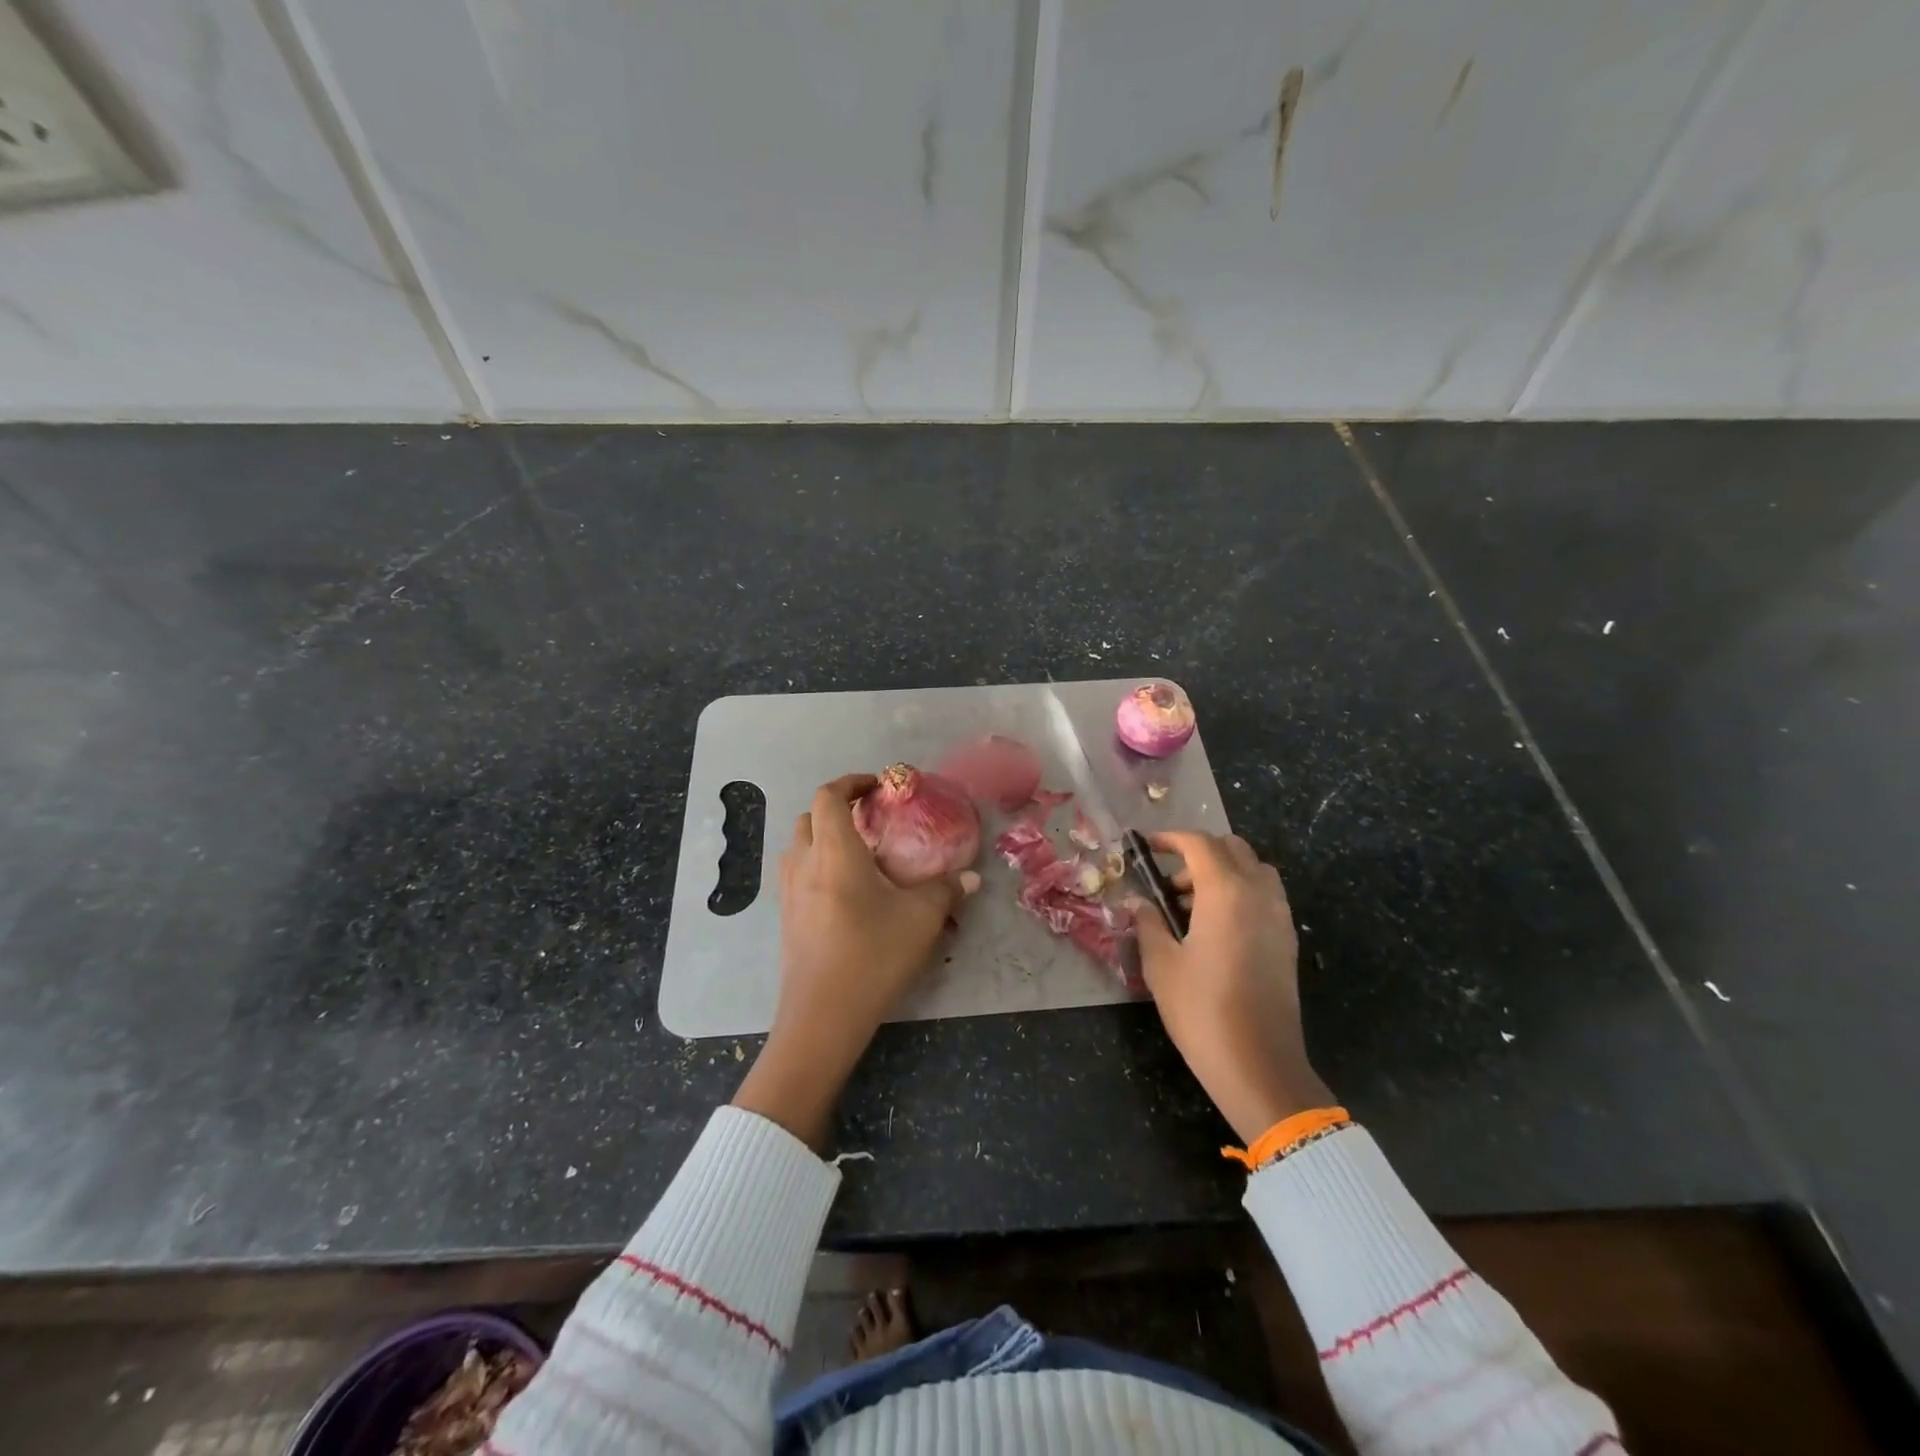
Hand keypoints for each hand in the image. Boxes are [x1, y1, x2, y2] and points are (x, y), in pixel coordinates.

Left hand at [733, 774, 978, 1149]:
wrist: (821, 1017)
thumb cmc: (872, 956)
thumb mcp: (921, 920)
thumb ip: (946, 891)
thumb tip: (970, 877)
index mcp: (834, 852)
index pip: (829, 796)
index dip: (851, 782)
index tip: (878, 788)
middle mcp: (804, 864)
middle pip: (809, 816)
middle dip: (836, 809)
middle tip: (870, 821)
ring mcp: (788, 892)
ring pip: (798, 845)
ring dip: (823, 836)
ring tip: (858, 854)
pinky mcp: (785, 917)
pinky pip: (796, 873)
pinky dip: (816, 864)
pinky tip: (845, 890)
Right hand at [1131, 831, 1332, 1143]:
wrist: (1259, 1065)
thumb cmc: (1201, 1010)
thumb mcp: (1161, 965)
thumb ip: (1148, 924)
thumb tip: (1137, 903)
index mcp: (1225, 892)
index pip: (1199, 844)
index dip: (1171, 839)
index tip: (1148, 847)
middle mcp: (1258, 893)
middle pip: (1232, 848)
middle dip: (1198, 853)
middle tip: (1169, 882)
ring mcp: (1278, 916)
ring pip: (1254, 870)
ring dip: (1223, 872)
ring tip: (1192, 906)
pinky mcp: (1287, 940)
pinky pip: (1265, 895)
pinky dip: (1241, 893)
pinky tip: (1216, 927)